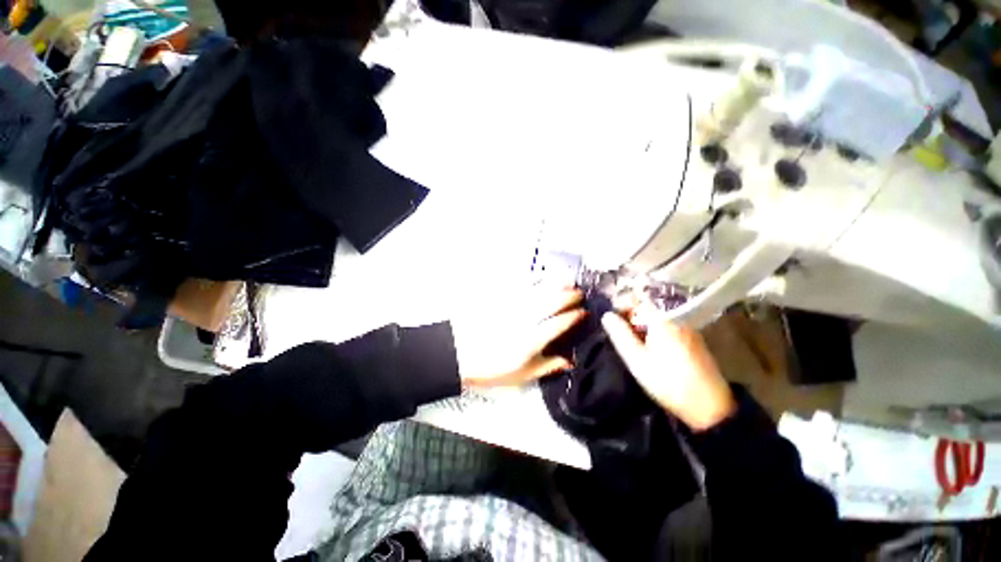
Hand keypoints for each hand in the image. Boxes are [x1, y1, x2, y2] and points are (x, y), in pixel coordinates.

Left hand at [452, 288, 584, 388]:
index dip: (573, 317)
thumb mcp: (520, 376)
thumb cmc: (490, 367)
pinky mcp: (498, 297)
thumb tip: (568, 361)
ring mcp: (510, 306)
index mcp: (530, 342)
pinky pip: (518, 284)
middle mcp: (523, 320)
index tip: (583, 312)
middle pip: (551, 302)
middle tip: (578, 292)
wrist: (457, 353)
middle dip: (568, 295)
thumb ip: (546, 366)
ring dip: (554, 282)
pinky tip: (539, 275)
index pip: (558, 324)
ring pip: (537, 290)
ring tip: (566, 278)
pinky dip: (532, 278)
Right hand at [601, 310, 734, 430]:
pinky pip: (669, 327)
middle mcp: (678, 318)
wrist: (710, 407)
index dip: (622, 307)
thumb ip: (620, 334)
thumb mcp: (636, 359)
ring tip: (634, 343)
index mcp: (662, 319)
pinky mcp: (695, 340)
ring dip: (644, 326)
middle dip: (632, 317)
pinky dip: (656, 332)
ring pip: (659, 318)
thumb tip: (607, 315)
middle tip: (621, 335)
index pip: (637, 300)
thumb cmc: (668, 381)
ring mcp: (688, 328)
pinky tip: (653, 349)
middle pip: (649, 308)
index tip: (612, 320)